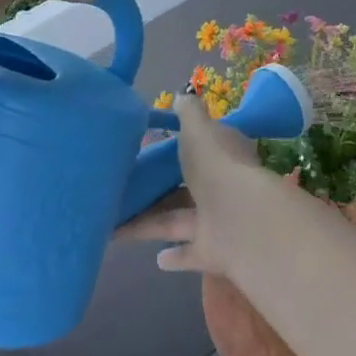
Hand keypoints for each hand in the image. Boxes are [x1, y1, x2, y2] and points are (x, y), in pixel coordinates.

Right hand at [115, 96, 267, 275]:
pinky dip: (175, 256)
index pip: (202, 147)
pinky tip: (156, 258)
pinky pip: (189, 252)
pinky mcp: (213, 251)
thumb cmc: (215, 164)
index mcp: (222, 153)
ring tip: (116, 224)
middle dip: (159, 190)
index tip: (152, 149)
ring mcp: (218, 220)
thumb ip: (188, 113)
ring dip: (151, 223)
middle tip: (124, 190)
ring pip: (178, 220)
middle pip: (185, 187)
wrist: (239, 218)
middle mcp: (221, 186)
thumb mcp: (198, 128)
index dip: (181, 147)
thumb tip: (181, 96)